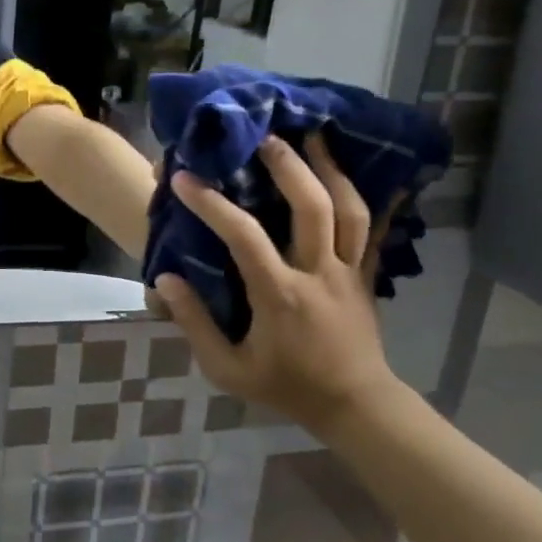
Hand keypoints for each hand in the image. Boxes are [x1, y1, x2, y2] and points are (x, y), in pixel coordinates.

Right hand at [154, 132, 402, 435]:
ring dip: (330, 169)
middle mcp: (318, 273)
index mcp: (280, 294)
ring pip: (349, 209)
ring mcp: (349, 271)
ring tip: (313, 137)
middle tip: (264, 136)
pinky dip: (375, 197)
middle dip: (288, 166)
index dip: (211, 203)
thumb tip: (166, 279)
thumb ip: (194, 324)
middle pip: (311, 207)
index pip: (244, 237)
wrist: (355, 405)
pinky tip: (371, 170)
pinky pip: (375, 229)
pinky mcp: (366, 275)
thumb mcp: (227, 368)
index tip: (184, 179)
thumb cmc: (285, 385)